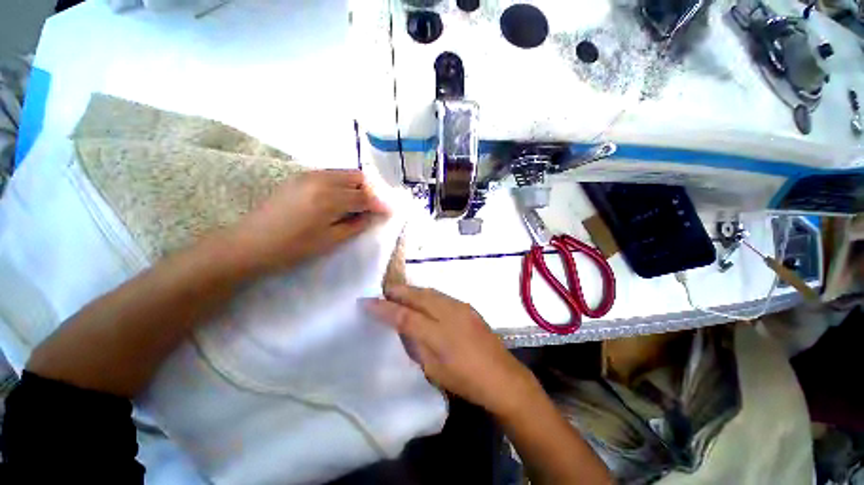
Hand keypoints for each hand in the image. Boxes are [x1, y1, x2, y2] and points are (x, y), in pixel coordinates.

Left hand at [226, 170, 388, 274]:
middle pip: (357, 177)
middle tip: (376, 207)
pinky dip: (343, 184)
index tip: (391, 211)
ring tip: (361, 204)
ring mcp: (309, 175)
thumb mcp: (331, 241)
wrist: (250, 243)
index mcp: (330, 198)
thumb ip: (356, 224)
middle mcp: (321, 179)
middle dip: (372, 190)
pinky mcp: (300, 177)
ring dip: (358, 186)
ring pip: (344, 173)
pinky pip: (331, 175)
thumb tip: (373, 215)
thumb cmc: (293, 248)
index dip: (381, 203)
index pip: (366, 196)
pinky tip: (341, 199)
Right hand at [364, 285, 539, 416]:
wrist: (503, 376)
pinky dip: (426, 294)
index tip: (366, 302)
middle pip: (417, 295)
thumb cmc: (466, 380)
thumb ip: (417, 344)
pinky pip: (440, 295)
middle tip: (382, 292)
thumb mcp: (434, 370)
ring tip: (398, 293)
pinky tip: (421, 299)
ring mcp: (460, 307)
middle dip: (397, 291)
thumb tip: (404, 327)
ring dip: (412, 291)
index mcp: (438, 335)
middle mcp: (449, 313)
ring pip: (429, 291)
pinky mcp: (467, 306)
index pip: (404, 316)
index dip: (383, 308)